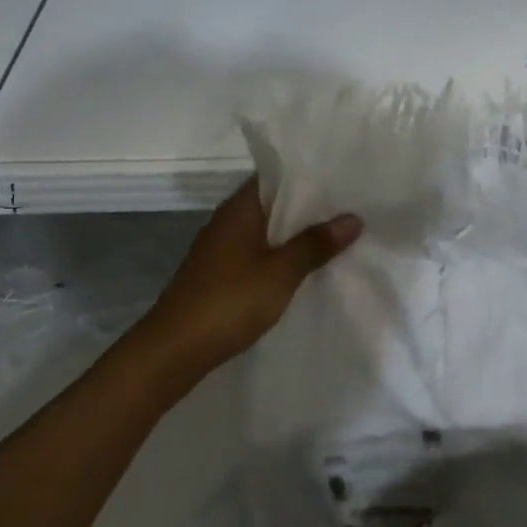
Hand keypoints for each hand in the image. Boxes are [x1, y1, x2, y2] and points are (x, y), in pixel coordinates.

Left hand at [139, 178, 361, 380]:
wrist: (173, 351)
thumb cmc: (228, 301)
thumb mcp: (281, 272)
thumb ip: (315, 244)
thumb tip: (353, 218)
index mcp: (239, 209)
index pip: (276, 176)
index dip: (308, 175)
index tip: (342, 176)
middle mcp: (228, 221)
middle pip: (274, 204)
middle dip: (309, 207)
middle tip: (351, 206)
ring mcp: (221, 250)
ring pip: (267, 231)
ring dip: (296, 234)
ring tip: (338, 235)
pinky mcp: (220, 276)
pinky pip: (259, 254)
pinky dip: (282, 256)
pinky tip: (306, 268)